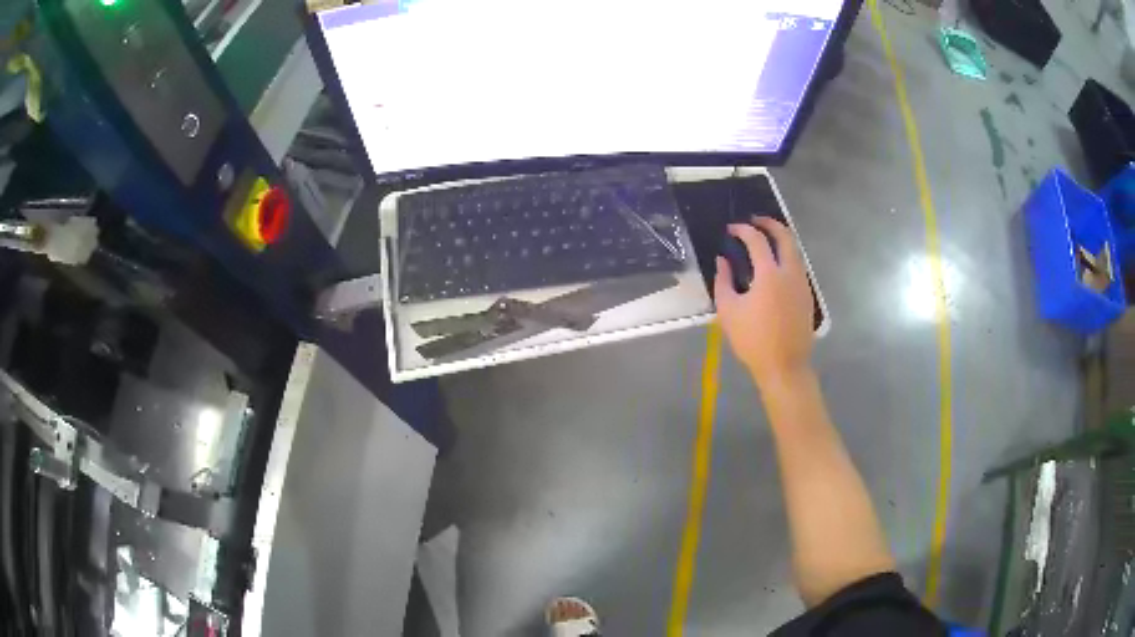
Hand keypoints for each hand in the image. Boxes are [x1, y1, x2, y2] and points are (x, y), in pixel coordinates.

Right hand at [714, 217, 814, 388]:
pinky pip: (798, 266)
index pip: (757, 240)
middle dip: (770, 224)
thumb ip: (723, 280)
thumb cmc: (752, 340)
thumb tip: (722, 260)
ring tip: (764, 241)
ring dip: (780, 239)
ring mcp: (802, 283)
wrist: (784, 366)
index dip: (743, 229)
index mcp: (770, 274)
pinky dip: (786, 256)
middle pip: (785, 236)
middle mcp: (790, 272)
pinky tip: (774, 267)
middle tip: (754, 222)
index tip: (731, 229)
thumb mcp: (729, 310)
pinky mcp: (807, 295)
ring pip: (795, 250)